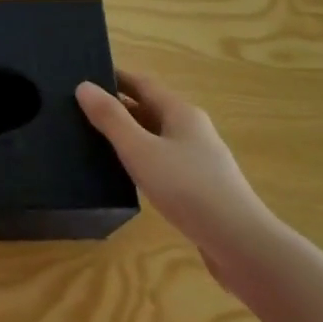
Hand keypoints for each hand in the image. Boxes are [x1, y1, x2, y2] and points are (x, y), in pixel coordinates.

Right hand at [76, 71, 278, 278]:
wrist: (240, 244)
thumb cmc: (188, 188)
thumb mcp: (140, 150)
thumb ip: (111, 119)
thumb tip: (84, 86)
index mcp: (181, 113)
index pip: (143, 84)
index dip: (116, 78)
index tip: (87, 78)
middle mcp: (193, 130)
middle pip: (151, 109)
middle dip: (120, 107)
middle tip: (82, 111)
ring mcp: (200, 160)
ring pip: (158, 137)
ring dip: (130, 134)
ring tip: (96, 141)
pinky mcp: (201, 188)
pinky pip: (164, 162)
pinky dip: (143, 159)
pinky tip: (128, 174)